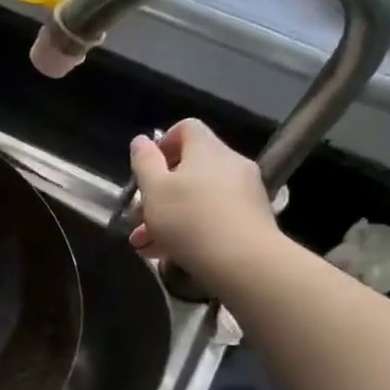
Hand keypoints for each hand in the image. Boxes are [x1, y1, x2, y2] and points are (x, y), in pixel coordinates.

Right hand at [128, 119, 284, 291]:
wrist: (243, 261)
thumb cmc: (189, 219)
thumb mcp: (154, 190)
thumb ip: (144, 162)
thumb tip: (141, 140)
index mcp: (207, 150)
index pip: (187, 128)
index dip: (163, 143)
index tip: (146, 169)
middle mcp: (230, 164)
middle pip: (190, 167)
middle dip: (159, 191)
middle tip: (138, 216)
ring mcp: (245, 192)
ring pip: (198, 196)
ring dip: (169, 215)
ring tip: (146, 244)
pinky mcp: (251, 218)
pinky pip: (213, 215)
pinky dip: (191, 228)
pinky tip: (170, 253)